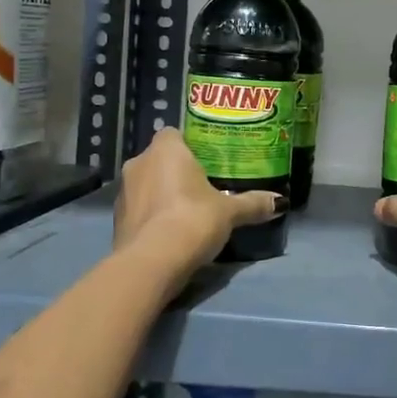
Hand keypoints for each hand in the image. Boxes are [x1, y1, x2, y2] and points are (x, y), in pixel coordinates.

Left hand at [113, 128, 283, 292]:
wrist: (151, 263)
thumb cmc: (192, 220)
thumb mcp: (230, 212)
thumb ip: (253, 203)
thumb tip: (280, 201)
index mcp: (165, 150)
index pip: (174, 134)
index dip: (189, 145)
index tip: (208, 160)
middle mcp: (139, 163)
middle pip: (160, 159)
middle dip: (177, 171)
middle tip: (203, 185)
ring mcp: (123, 192)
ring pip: (147, 184)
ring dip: (162, 193)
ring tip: (188, 211)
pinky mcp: (117, 220)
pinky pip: (140, 209)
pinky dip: (153, 216)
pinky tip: (171, 231)